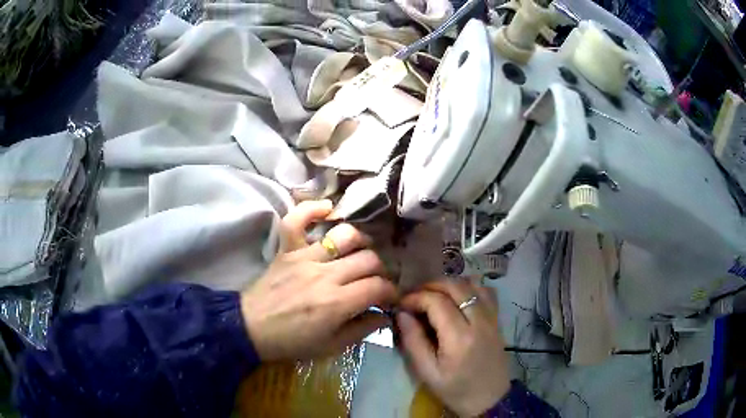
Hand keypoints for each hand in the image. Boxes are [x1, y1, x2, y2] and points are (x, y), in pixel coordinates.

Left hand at [241, 200, 397, 360]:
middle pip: (369, 259)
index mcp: (337, 303)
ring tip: (361, 252)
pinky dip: (312, 210)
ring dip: (361, 241)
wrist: (250, 329)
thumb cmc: (291, 342)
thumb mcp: (331, 346)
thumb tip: (385, 315)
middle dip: (381, 270)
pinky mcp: (287, 250)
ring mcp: (304, 257)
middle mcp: (325, 275)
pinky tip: (327, 209)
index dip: (391, 291)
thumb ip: (362, 330)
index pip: (379, 286)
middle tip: (377, 280)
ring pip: (344, 236)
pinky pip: (297, 220)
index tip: (390, 298)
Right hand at [397, 279, 510, 416]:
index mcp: (460, 337)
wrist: (490, 399)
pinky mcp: (497, 319)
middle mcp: (479, 321)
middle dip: (430, 285)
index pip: (436, 301)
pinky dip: (470, 287)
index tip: (401, 304)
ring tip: (434, 295)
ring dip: (450, 284)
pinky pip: (486, 291)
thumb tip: (401, 313)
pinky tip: (458, 298)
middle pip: (455, 286)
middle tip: (414, 297)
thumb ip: (413, 342)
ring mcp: (492, 318)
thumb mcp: (427, 372)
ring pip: (472, 284)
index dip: (415, 297)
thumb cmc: (455, 389)